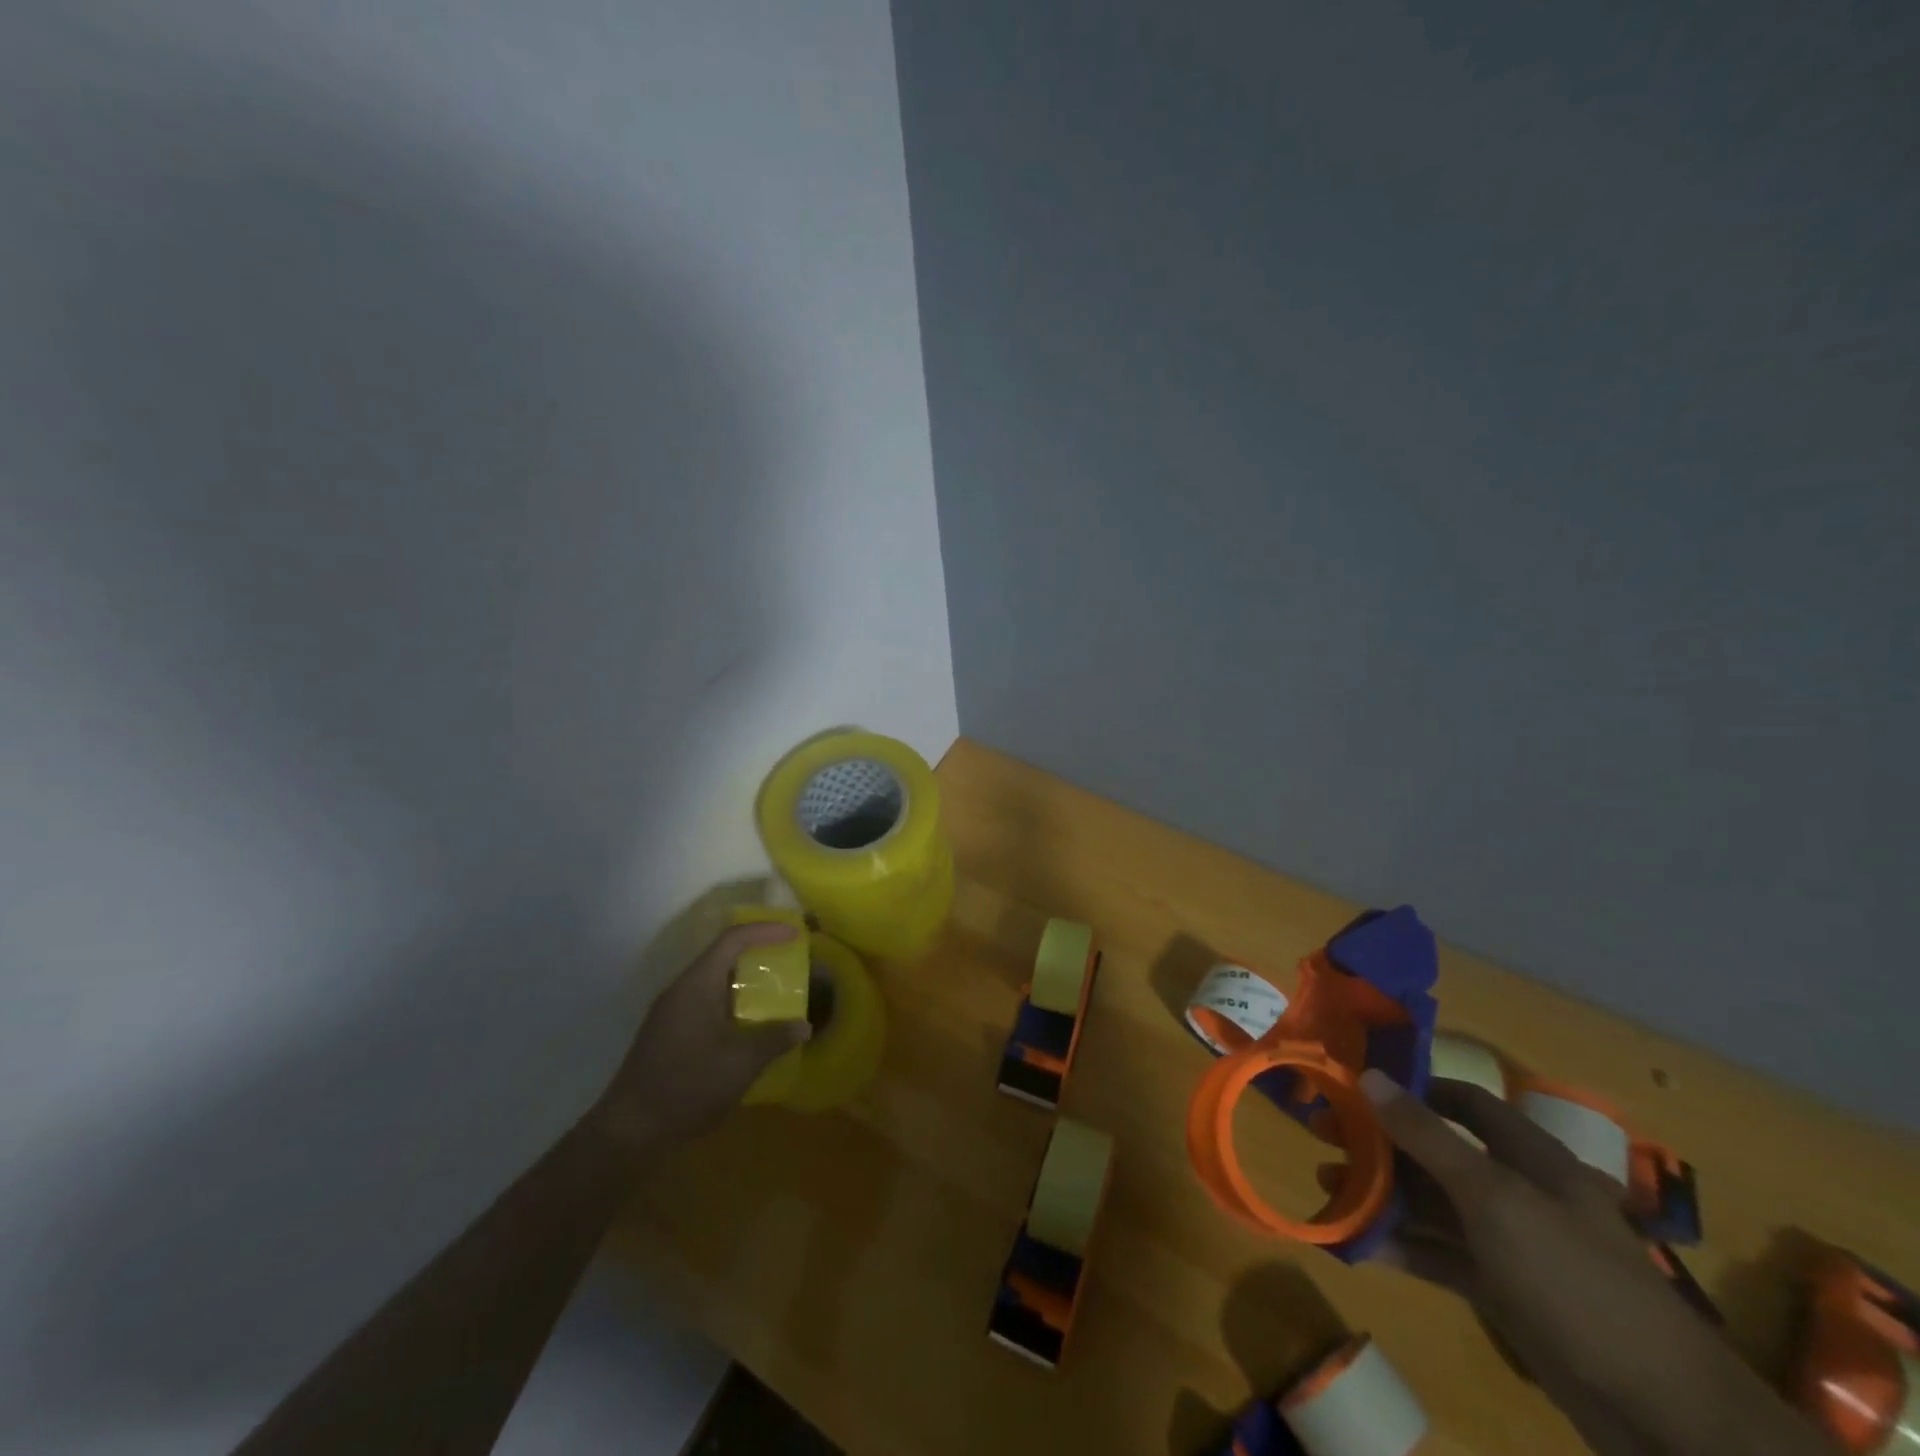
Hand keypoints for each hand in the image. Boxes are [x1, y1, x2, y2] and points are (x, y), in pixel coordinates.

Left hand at [590, 924, 809, 1155]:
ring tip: (775, 992)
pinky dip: (731, 1003)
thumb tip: (803, 1026)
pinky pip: (706, 1002)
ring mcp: (671, 1012)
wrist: (629, 1131)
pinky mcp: (668, 1034)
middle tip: (788, 961)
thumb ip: (774, 1039)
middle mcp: (682, 989)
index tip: (795, 935)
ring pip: (714, 982)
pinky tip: (748, 1026)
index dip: (766, 931)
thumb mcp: (740, 1063)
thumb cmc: (687, 1085)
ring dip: (744, 982)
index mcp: (697, 984)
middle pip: (723, 956)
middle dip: (757, 954)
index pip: (733, 940)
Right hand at [1359, 1069, 1829, 1455]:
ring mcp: (1513, 1245)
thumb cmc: (1574, 1279)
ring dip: (1384, 1197)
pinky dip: (1404, 1248)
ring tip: (1329, 1190)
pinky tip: (1361, 1247)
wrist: (1666, 1416)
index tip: (1356, 1088)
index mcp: (1528, 1157)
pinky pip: (1444, 1257)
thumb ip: (1426, 1137)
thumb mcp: (1492, 1198)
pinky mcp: (1506, 1292)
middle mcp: (1518, 1191)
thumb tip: (1369, 1076)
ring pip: (1435, 1206)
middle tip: (1323, 1140)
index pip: (1463, 1103)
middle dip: (1382, 1146)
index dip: (1413, 1090)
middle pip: (1438, 1153)